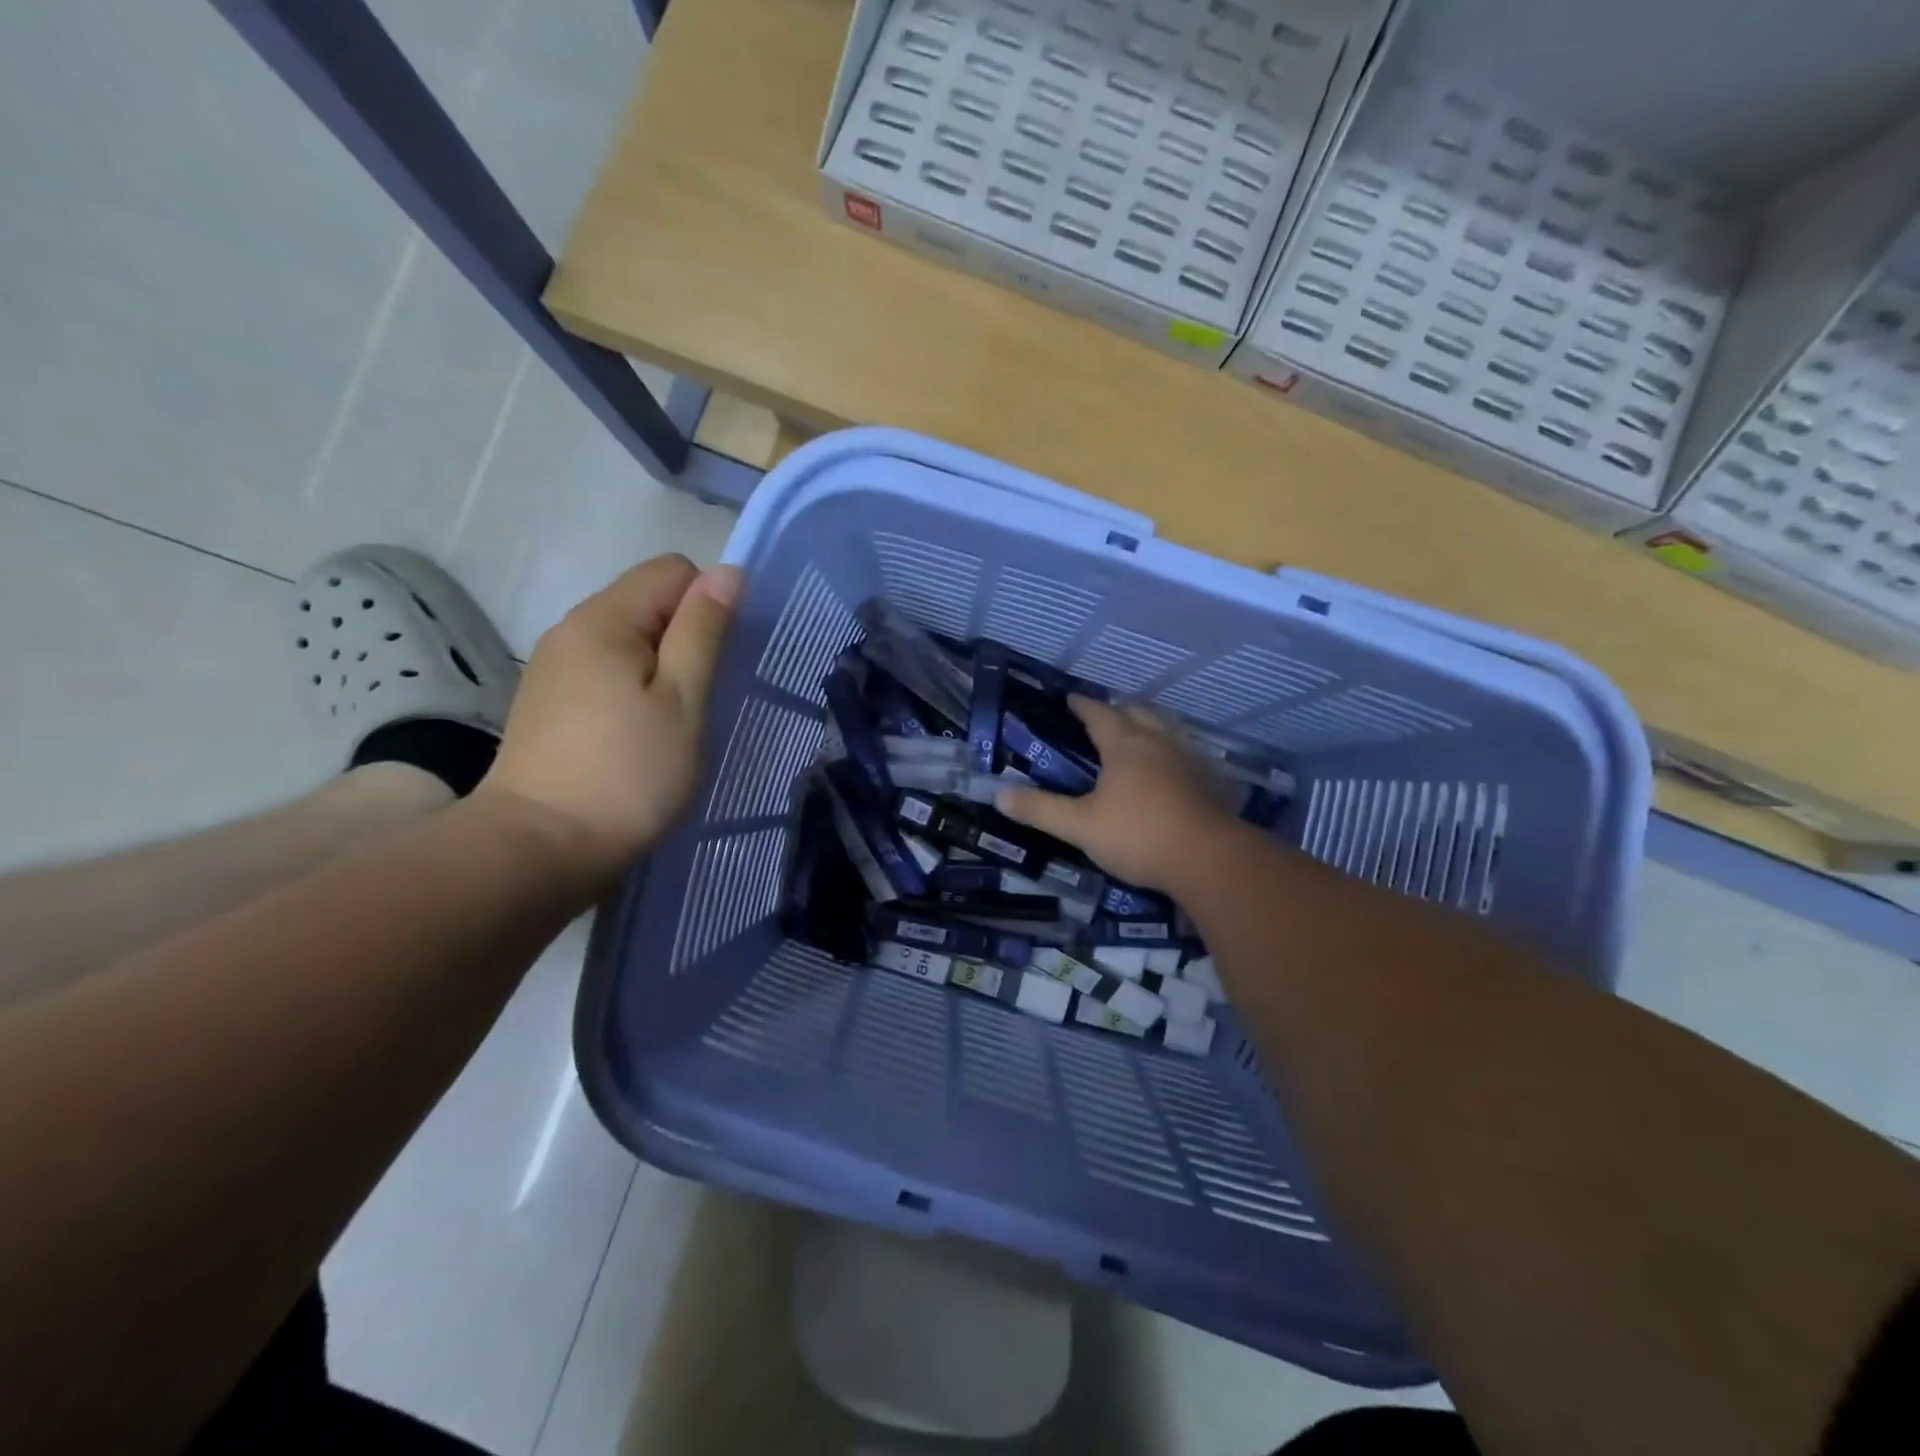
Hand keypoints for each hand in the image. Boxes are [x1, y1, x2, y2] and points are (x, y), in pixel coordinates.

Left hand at [478, 554, 740, 883]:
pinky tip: (638, 734)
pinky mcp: (548, 702)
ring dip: (661, 665)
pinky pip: (605, 670)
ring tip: (673, 720)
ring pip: (627, 638)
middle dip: (685, 636)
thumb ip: (704, 632)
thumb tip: (727, 573)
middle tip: (700, 697)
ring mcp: (553, 667)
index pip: (672, 570)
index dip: (709, 602)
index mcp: (604, 619)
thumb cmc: (628, 773)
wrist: (540, 848)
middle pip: (646, 601)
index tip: (718, 660)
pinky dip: (633, 687)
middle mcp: (571, 629)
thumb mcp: (683, 700)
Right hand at [995, 696, 1243, 893]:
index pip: (1099, 713)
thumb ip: (1041, 809)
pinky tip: (1169, 772)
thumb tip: (998, 795)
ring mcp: (1190, 761)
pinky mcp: (1210, 783)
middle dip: (1118, 711)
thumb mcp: (1080, 826)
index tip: (1070, 699)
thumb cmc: (1139, 836)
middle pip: (1138, 713)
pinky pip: (1186, 755)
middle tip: (1102, 717)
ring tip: (1136, 737)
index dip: (1082, 705)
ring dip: (1148, 727)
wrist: (1210, 860)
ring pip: (1166, 731)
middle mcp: (1159, 743)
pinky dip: (1170, 754)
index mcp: (1125, 746)